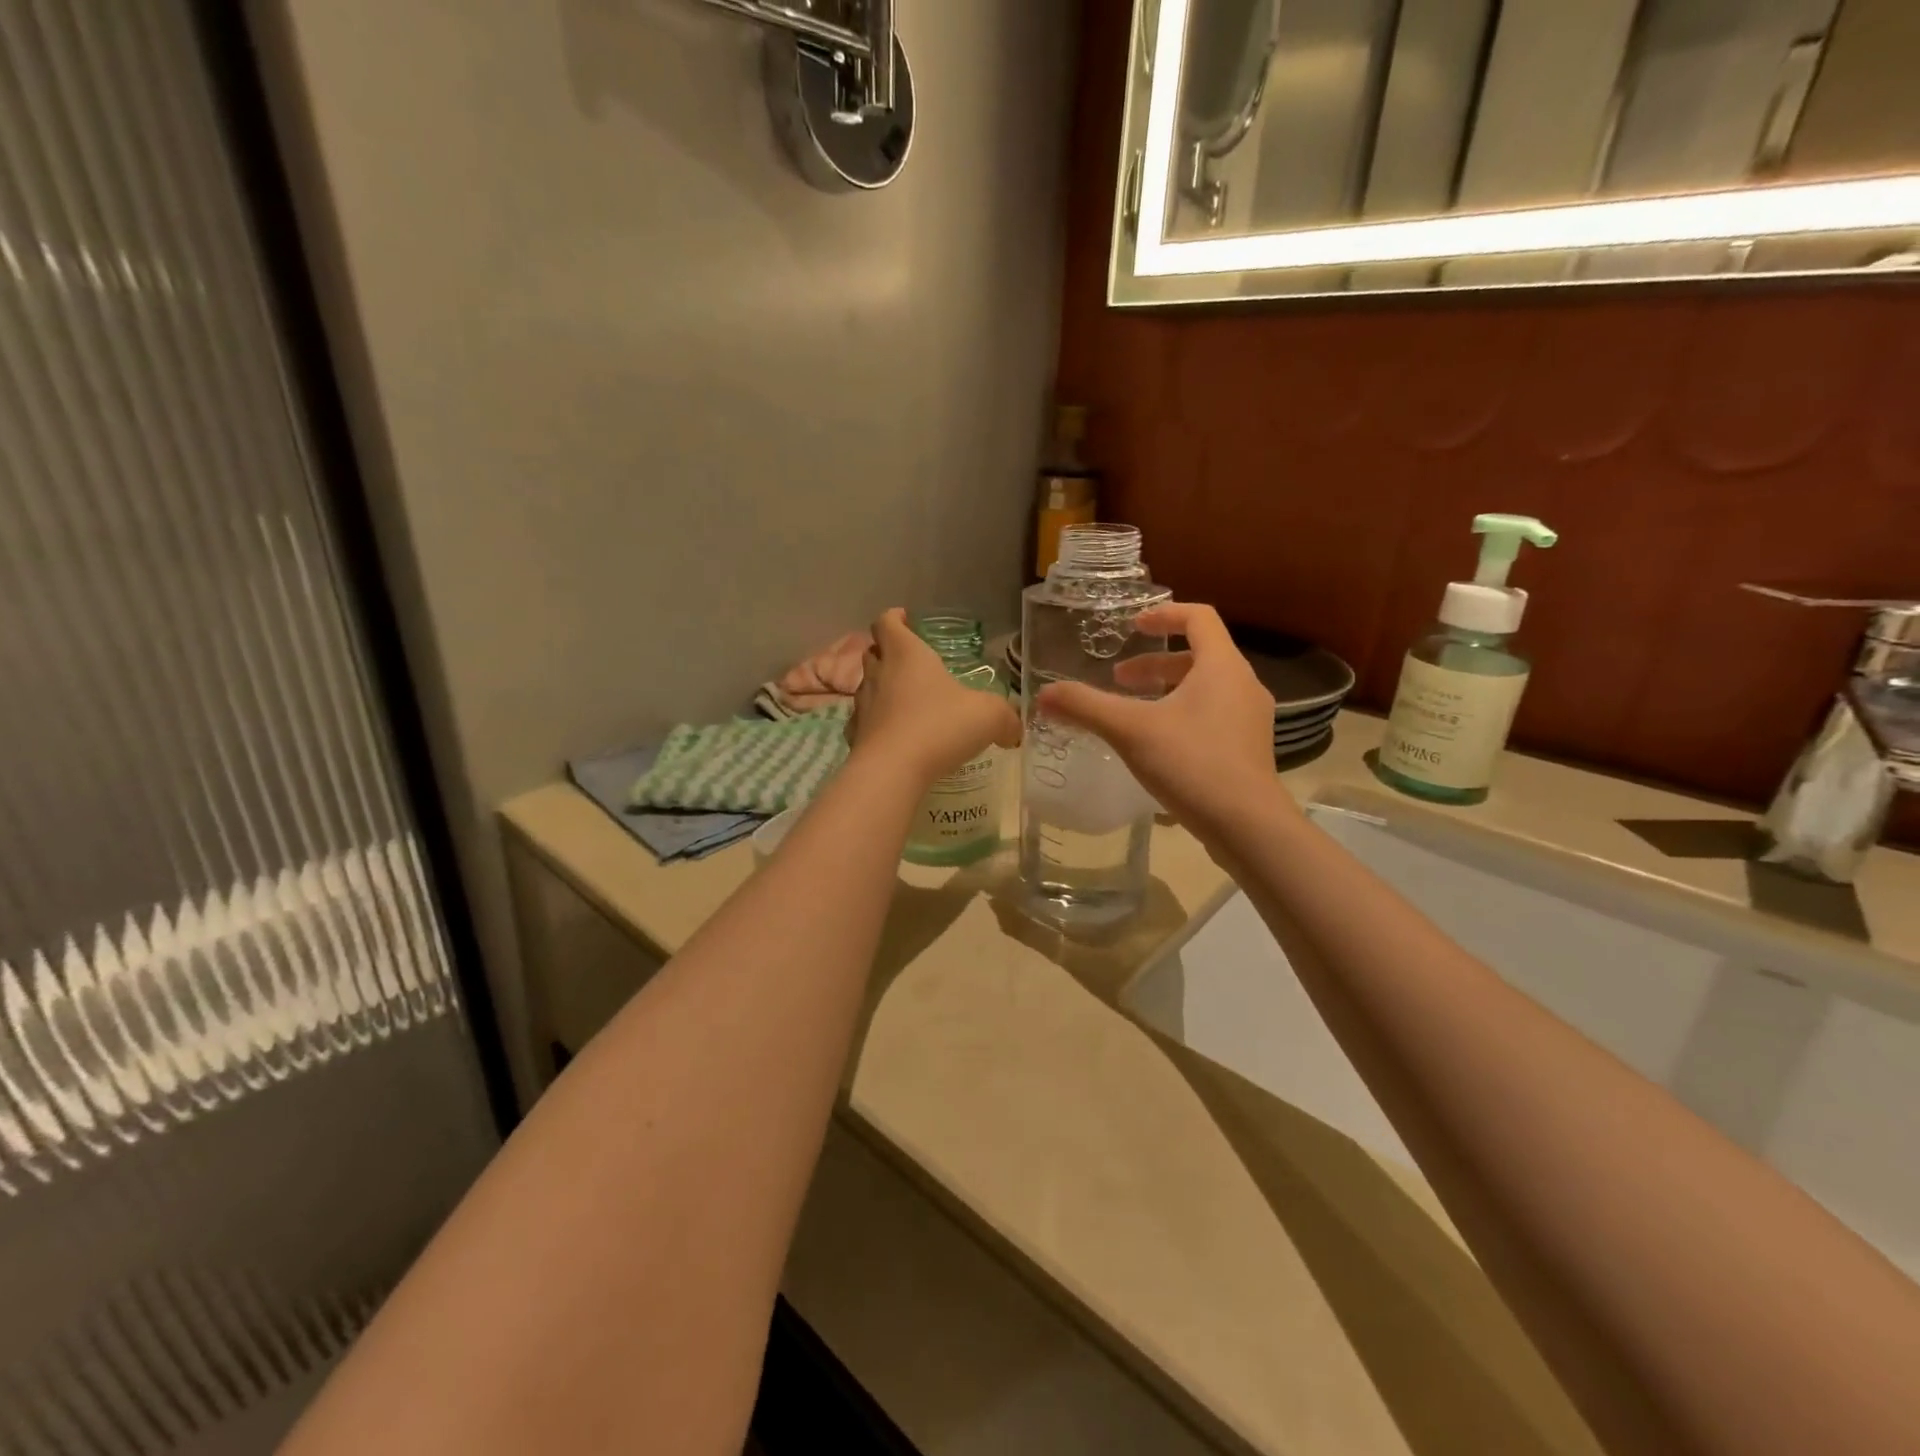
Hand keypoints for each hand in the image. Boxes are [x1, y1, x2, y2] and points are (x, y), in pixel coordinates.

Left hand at [849, 610, 1021, 787]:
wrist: (892, 771)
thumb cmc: (940, 726)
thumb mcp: (989, 716)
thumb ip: (1006, 718)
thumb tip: (1013, 730)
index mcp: (907, 654)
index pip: (888, 622)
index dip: (895, 618)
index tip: (905, 620)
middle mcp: (879, 673)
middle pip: (873, 651)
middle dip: (888, 652)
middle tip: (910, 663)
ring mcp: (863, 705)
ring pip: (867, 686)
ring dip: (882, 688)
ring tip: (906, 701)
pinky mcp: (855, 736)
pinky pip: (864, 721)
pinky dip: (877, 723)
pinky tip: (894, 736)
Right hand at [1036, 602, 1283, 838]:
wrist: (1247, 825)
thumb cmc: (1191, 763)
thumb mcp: (1130, 730)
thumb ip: (1086, 707)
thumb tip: (1043, 695)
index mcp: (1222, 666)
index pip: (1199, 617)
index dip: (1164, 614)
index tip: (1133, 626)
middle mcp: (1243, 684)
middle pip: (1199, 656)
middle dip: (1154, 663)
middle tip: (1119, 680)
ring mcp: (1250, 718)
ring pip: (1206, 688)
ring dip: (1167, 691)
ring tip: (1133, 713)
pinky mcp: (1248, 748)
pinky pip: (1213, 715)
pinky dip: (1182, 715)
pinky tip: (1157, 745)